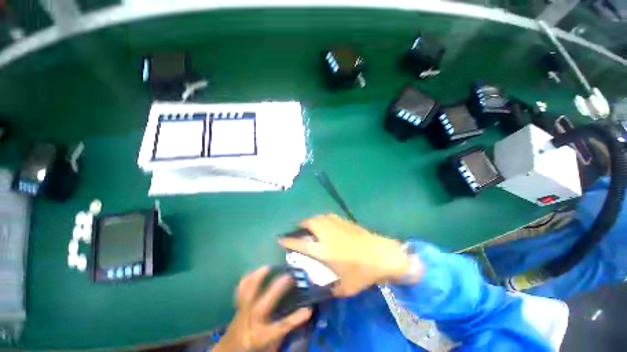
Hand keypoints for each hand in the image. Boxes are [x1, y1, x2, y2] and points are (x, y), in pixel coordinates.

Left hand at [213, 267, 311, 351]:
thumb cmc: (254, 348)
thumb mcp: (271, 345)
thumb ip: (284, 331)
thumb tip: (300, 314)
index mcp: (261, 336)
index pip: (281, 327)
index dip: (296, 318)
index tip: (309, 309)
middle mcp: (251, 323)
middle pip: (264, 305)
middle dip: (277, 288)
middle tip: (288, 276)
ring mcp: (242, 313)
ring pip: (247, 294)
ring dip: (257, 278)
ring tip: (268, 267)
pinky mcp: (237, 307)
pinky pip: (240, 290)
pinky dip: (246, 279)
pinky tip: (252, 271)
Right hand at [279, 214, 417, 296]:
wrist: (382, 255)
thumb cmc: (363, 272)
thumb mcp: (345, 288)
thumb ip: (331, 290)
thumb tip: (323, 291)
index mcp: (324, 250)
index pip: (301, 243)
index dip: (288, 240)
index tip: (280, 238)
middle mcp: (327, 234)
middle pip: (309, 223)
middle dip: (300, 226)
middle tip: (299, 232)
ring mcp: (336, 226)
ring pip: (318, 217)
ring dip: (311, 221)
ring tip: (310, 227)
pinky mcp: (345, 222)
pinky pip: (328, 216)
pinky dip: (322, 219)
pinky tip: (325, 224)